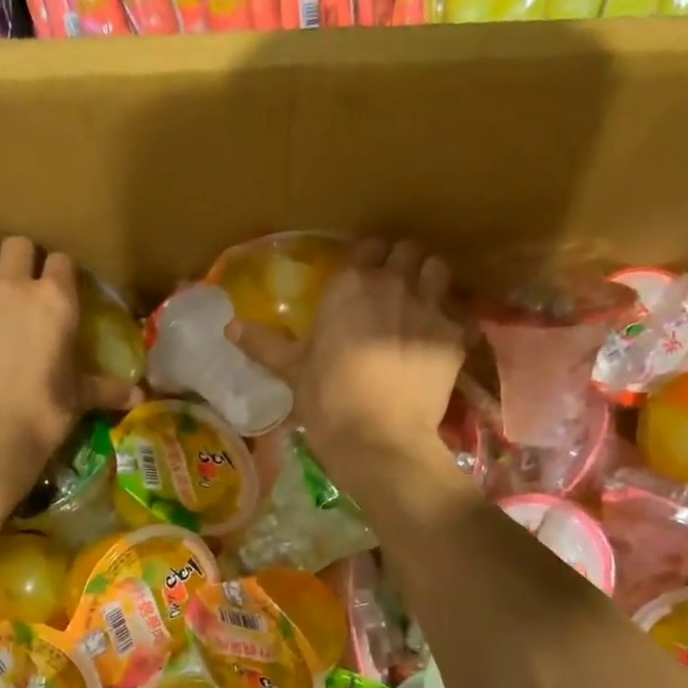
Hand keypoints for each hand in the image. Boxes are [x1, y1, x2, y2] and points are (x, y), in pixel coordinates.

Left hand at [0, 237, 133, 500]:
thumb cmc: (44, 411)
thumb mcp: (79, 398)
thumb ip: (106, 389)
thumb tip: (139, 396)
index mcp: (54, 300)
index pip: (61, 261)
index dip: (64, 274)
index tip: (66, 291)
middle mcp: (12, 289)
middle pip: (16, 247)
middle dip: (24, 261)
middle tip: (30, 293)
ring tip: (0, 318)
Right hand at [230, 240, 465, 478]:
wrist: (379, 439)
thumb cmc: (328, 402)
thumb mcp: (293, 372)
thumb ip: (265, 344)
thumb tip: (229, 327)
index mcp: (348, 285)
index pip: (365, 247)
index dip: (365, 259)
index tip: (360, 277)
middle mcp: (391, 283)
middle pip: (406, 251)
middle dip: (400, 264)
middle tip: (391, 288)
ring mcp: (428, 306)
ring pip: (438, 269)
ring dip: (429, 280)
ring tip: (420, 303)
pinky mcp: (454, 335)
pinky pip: (458, 312)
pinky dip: (449, 321)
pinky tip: (439, 341)